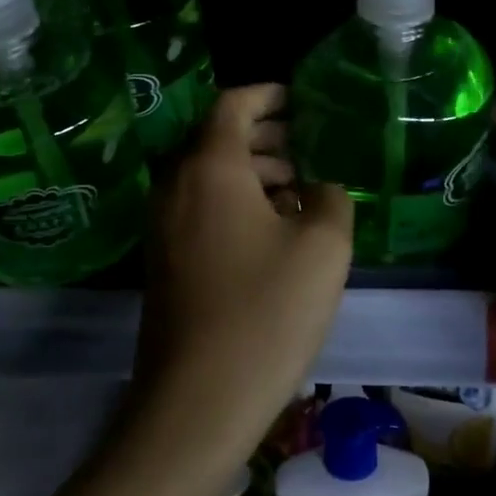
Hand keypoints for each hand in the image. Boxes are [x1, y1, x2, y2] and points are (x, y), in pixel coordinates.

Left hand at [131, 85, 353, 450]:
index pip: (233, 104)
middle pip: (218, 139)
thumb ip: (332, 198)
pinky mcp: (164, 262)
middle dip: (267, 136)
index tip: (303, 99)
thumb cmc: (266, 312)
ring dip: (254, 173)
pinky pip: (201, 210)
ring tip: (303, 190)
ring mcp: (163, 226)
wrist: (197, 401)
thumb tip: (321, 188)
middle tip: (313, 146)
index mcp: (210, 167)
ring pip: (210, 177)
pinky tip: (276, 233)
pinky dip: (237, 204)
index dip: (269, 94)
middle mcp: (176, 186)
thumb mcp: (323, 247)